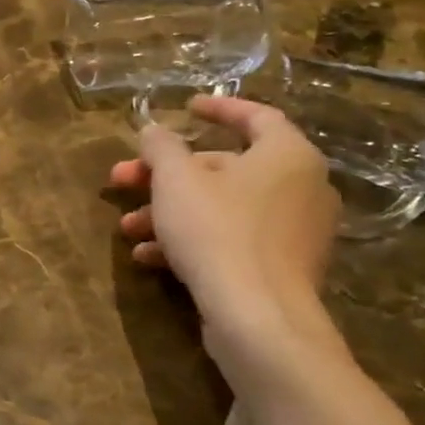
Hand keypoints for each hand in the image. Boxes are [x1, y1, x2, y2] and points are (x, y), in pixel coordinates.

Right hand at [108, 96, 338, 337]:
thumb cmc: (217, 231)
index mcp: (287, 155)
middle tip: (123, 179)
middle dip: (166, 175)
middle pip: (224, 168)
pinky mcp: (280, 268)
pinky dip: (191, 241)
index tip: (185, 108)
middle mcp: (301, 188)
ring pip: (221, 208)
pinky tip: (149, 256)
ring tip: (128, 227)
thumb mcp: (176, 180)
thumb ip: (162, 147)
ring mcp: (293, 232)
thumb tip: (154, 130)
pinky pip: (230, 240)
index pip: (256, 116)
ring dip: (169, 212)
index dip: (218, 108)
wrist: (257, 316)